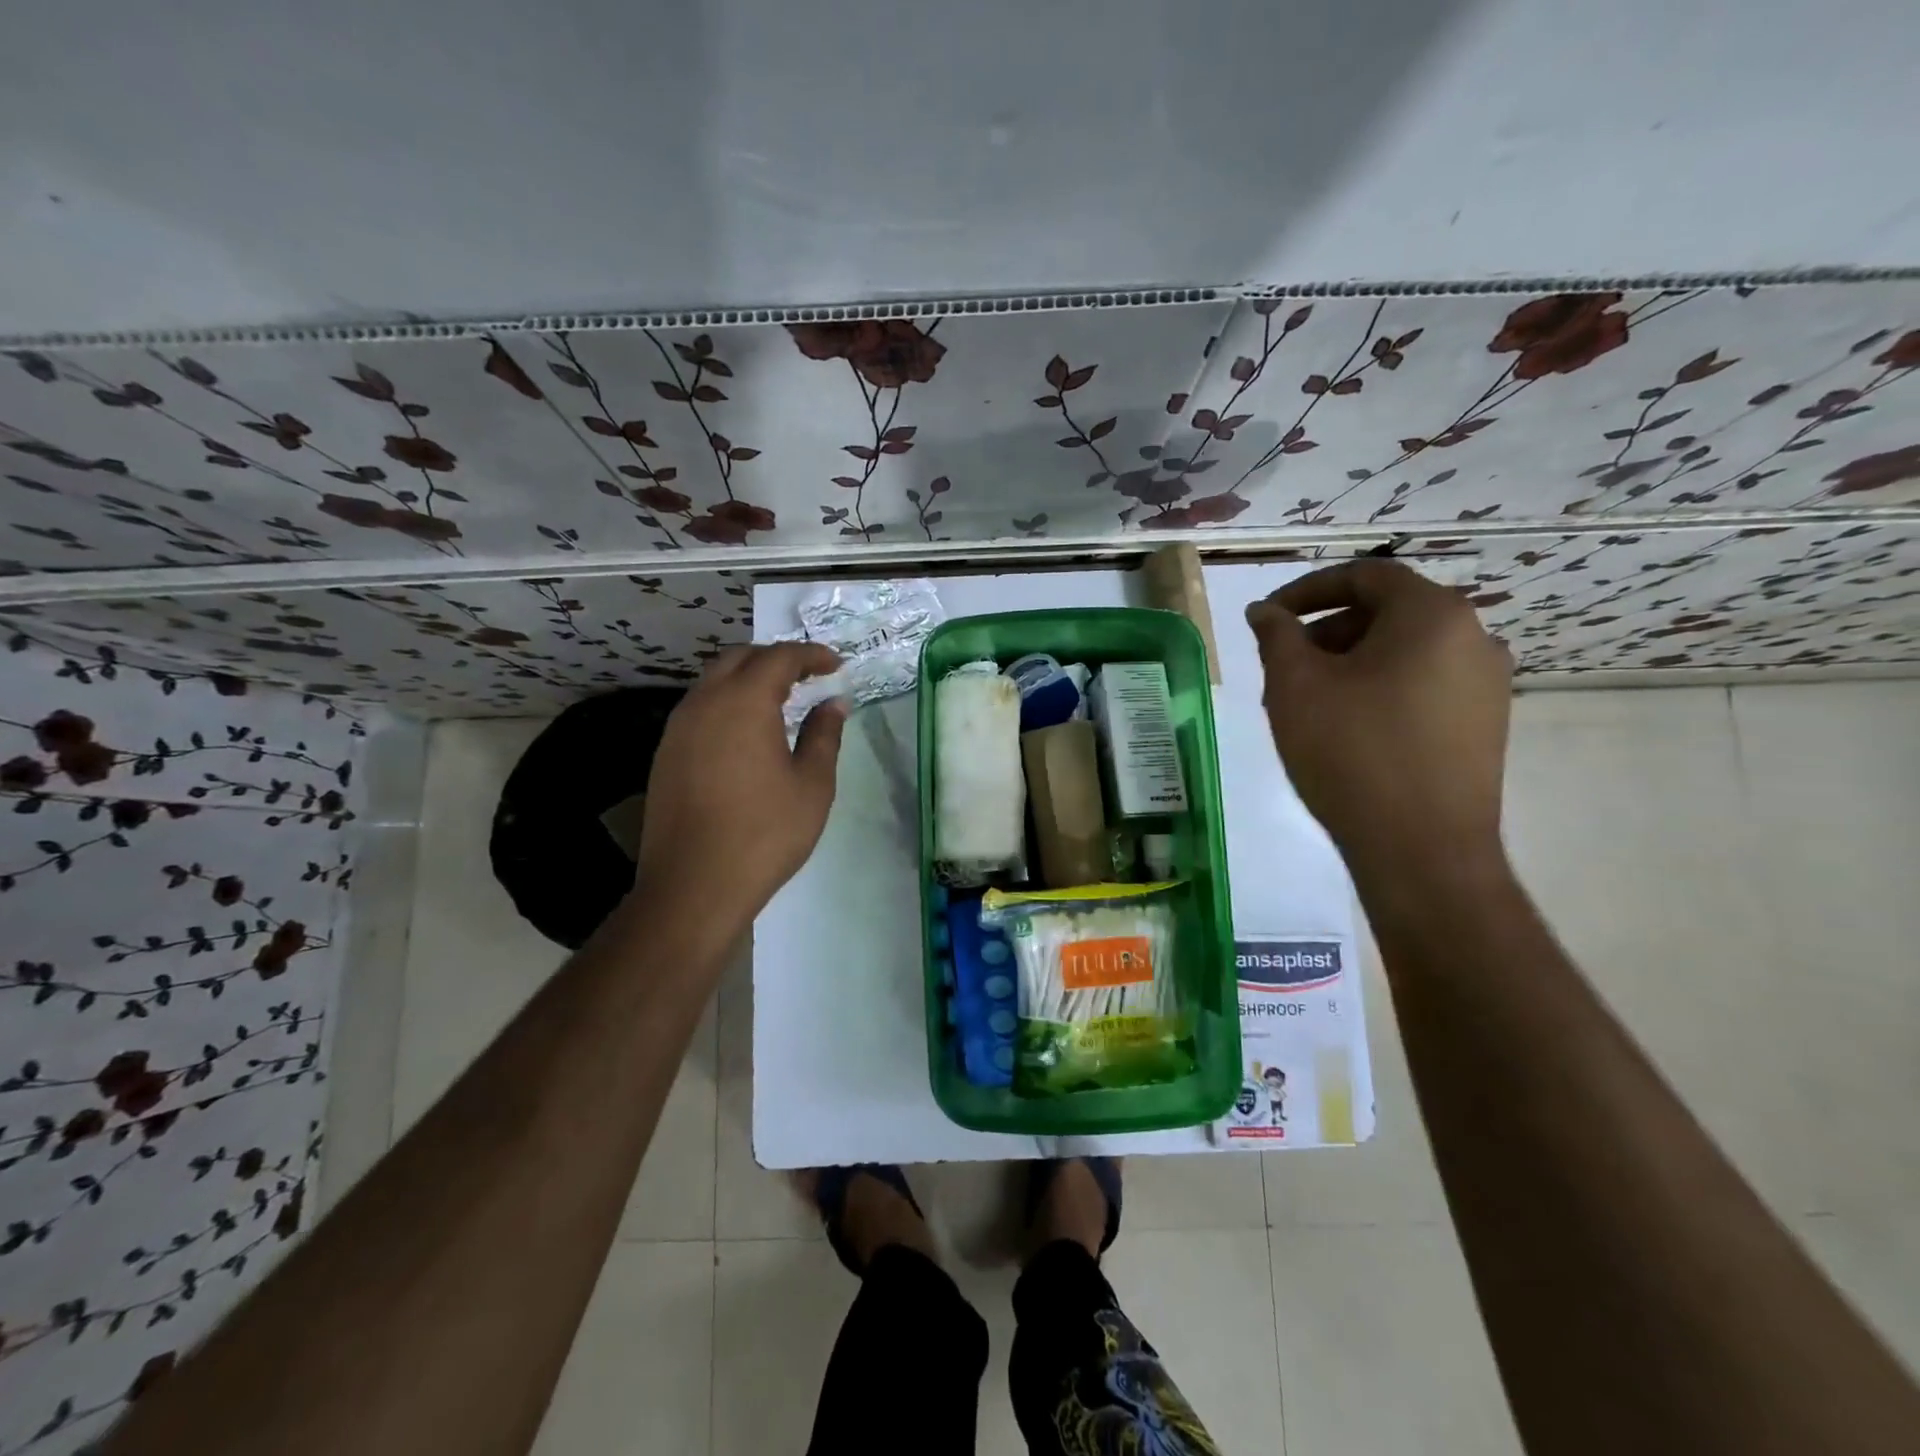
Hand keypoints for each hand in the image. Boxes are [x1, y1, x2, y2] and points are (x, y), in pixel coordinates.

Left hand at [634, 643, 847, 930]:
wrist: (694, 885)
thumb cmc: (765, 833)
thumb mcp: (812, 784)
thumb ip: (823, 735)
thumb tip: (833, 703)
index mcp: (744, 702)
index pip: (780, 658)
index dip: (811, 655)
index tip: (836, 665)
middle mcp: (704, 703)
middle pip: (740, 658)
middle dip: (776, 658)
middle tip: (808, 676)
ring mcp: (678, 728)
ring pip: (714, 681)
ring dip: (748, 678)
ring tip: (780, 700)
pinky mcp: (666, 753)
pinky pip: (700, 708)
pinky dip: (728, 702)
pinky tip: (746, 731)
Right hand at [1245, 560, 1511, 875]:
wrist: (1422, 850)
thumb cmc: (1351, 752)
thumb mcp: (1296, 687)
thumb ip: (1277, 637)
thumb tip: (1265, 612)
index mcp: (1432, 614)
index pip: (1365, 575)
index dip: (1308, 590)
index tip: (1269, 618)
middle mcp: (1474, 637)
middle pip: (1387, 613)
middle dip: (1326, 632)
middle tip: (1282, 669)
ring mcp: (1487, 684)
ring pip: (1404, 652)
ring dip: (1350, 663)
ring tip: (1307, 703)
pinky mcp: (1485, 724)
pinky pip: (1423, 685)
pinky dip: (1380, 688)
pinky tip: (1346, 728)